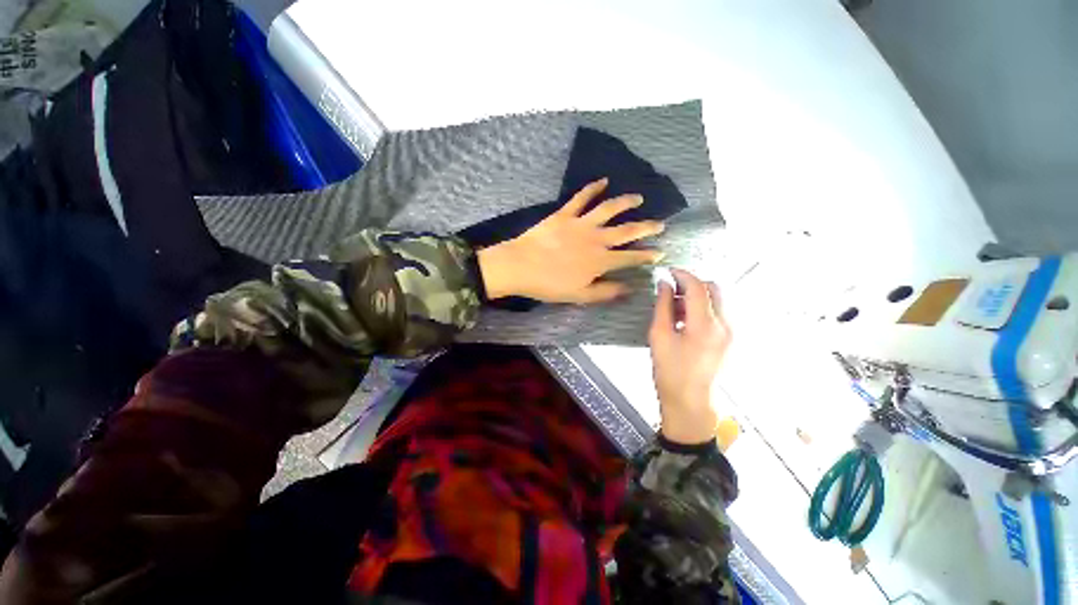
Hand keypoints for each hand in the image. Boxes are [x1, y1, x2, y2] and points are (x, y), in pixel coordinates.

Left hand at [476, 178, 664, 303]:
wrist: (521, 266)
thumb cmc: (549, 285)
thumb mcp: (579, 295)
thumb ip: (605, 292)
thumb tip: (629, 289)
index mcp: (600, 261)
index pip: (630, 258)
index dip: (647, 256)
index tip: (660, 253)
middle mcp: (596, 239)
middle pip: (626, 231)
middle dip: (646, 227)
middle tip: (660, 224)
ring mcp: (581, 224)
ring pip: (609, 209)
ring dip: (626, 202)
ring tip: (638, 198)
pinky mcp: (564, 214)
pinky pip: (581, 198)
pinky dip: (593, 188)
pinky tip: (603, 181)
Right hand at [649, 269, 730, 444]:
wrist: (691, 401)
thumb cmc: (669, 371)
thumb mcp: (659, 336)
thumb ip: (662, 306)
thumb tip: (663, 284)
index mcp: (705, 325)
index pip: (697, 287)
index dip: (682, 274)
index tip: (668, 272)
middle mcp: (725, 325)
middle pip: (714, 288)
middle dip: (693, 283)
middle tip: (672, 291)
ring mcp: (732, 332)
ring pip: (719, 299)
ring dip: (699, 295)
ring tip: (677, 308)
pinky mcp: (732, 339)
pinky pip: (721, 312)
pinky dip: (705, 307)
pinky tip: (688, 320)